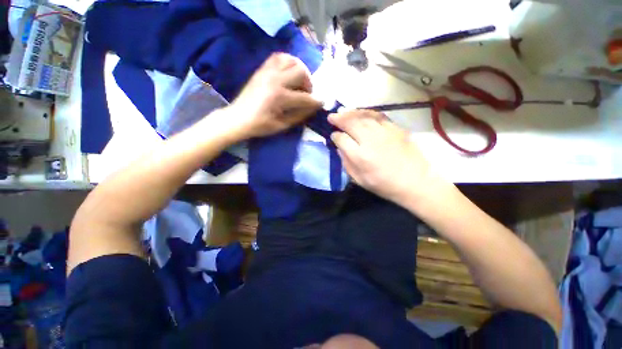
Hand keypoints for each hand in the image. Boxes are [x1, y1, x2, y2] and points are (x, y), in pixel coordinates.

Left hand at [224, 53, 321, 140]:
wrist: (238, 118)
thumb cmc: (260, 125)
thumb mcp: (282, 125)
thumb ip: (300, 115)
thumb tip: (312, 107)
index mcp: (280, 97)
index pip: (305, 97)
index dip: (316, 101)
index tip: (321, 103)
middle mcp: (275, 80)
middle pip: (301, 71)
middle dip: (309, 83)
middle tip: (307, 92)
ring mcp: (267, 72)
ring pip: (291, 59)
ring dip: (300, 69)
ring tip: (299, 81)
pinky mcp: (262, 69)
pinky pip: (278, 57)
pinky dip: (288, 61)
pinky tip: (289, 72)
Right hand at [329, 110, 437, 204]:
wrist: (414, 181)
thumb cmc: (384, 185)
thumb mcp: (359, 180)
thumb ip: (346, 163)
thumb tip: (339, 148)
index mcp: (360, 156)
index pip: (341, 139)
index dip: (335, 136)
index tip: (333, 136)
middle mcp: (370, 140)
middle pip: (350, 123)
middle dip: (338, 118)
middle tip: (332, 116)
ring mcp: (384, 132)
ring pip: (363, 116)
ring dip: (351, 113)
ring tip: (343, 111)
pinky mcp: (395, 128)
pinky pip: (377, 116)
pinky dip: (367, 113)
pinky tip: (362, 113)